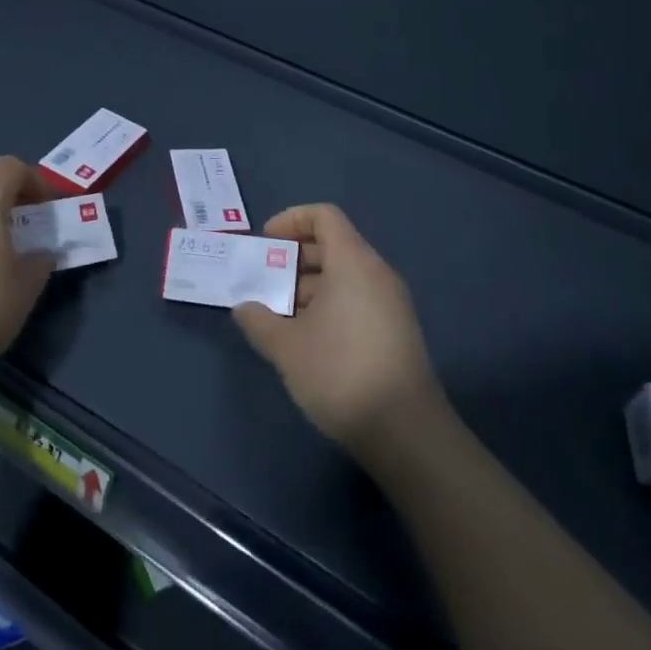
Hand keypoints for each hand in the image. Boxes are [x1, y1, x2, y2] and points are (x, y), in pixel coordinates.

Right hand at [234, 203, 444, 453]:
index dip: (291, 220)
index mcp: (353, 262)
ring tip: (278, 318)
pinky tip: (306, 341)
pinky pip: (357, 300)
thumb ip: (259, 320)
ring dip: (308, 288)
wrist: (405, 432)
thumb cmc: (340, 372)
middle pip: (333, 246)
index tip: (266, 243)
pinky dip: (328, 307)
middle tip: (263, 283)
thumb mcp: (287, 347)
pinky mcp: (396, 332)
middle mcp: (376, 274)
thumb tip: (245, 307)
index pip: (324, 216)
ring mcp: (390, 304)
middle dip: (294, 259)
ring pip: (344, 277)